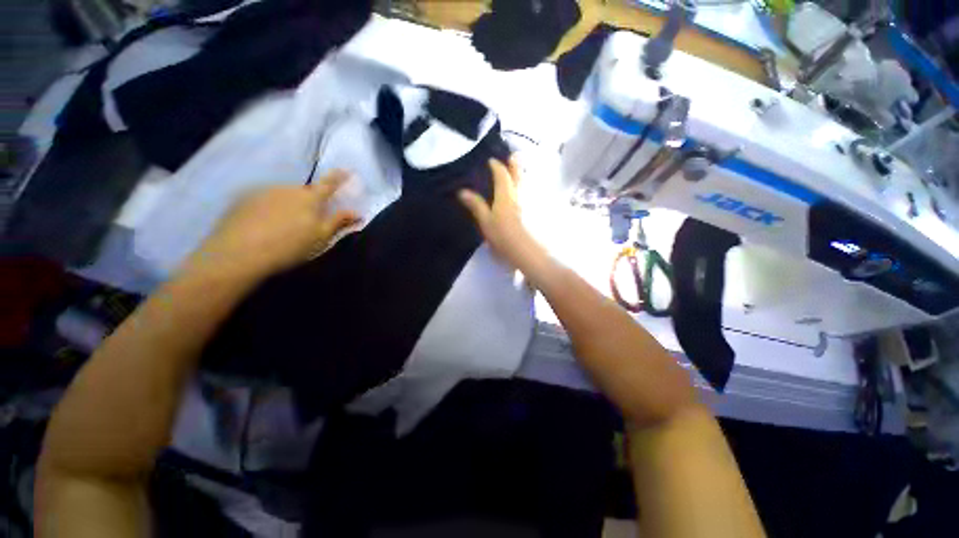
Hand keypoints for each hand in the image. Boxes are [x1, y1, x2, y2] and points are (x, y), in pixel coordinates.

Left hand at [185, 170, 359, 278]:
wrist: (240, 253)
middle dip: (309, 202)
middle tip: (307, 221)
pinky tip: (264, 226)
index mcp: (309, 198)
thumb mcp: (321, 237)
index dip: (339, 177)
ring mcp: (263, 191)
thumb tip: (357, 212)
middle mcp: (287, 189)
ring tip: (282, 227)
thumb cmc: (290, 246)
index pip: (328, 183)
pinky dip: (269, 209)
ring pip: (283, 196)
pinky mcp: (243, 198)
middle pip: (304, 192)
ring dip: (288, 206)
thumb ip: (339, 222)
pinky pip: (264, 200)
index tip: (347, 170)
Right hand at [458, 158, 541, 269]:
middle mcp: (518, 194)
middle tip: (513, 156)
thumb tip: (462, 191)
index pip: (501, 174)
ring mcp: (528, 202)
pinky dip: (525, 188)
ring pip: (525, 183)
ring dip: (521, 175)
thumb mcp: (486, 221)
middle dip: (514, 165)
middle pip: (518, 175)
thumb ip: (476, 205)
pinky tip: (523, 192)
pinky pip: (529, 193)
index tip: (491, 160)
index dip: (496, 166)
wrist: (525, 250)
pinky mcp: (533, 211)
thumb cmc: (503, 235)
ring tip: (518, 171)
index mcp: (505, 194)